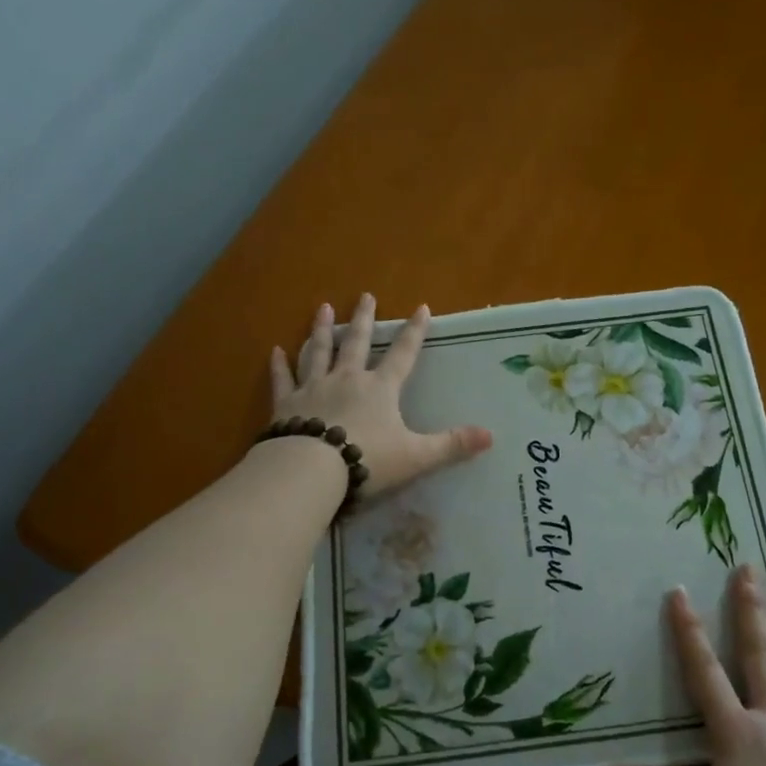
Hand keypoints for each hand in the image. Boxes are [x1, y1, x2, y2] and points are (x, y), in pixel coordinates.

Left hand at [270, 295, 492, 497]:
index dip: (414, 332)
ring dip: (322, 330)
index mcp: (380, 389)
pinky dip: (279, 365)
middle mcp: (347, 379)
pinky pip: (282, 379)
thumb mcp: (416, 456)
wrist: (311, 470)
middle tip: (365, 295)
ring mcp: (313, 388)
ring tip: (324, 309)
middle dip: (364, 319)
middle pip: (356, 343)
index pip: (403, 355)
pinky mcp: (286, 404)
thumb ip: (451, 445)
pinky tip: (275, 351)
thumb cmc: (368, 460)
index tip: (421, 308)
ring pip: (318, 352)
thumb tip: (490, 436)